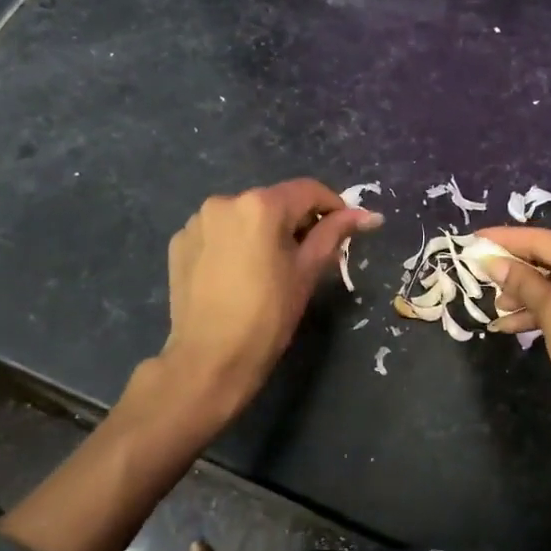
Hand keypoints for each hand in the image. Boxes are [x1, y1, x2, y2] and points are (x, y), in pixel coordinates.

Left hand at [160, 179, 380, 415]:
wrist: (210, 360)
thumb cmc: (268, 315)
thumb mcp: (307, 272)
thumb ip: (334, 234)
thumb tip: (370, 215)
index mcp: (260, 205)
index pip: (308, 191)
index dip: (333, 206)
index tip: (344, 230)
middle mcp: (224, 201)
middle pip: (275, 202)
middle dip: (296, 222)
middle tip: (310, 256)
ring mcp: (197, 222)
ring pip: (244, 216)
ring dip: (263, 231)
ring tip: (270, 267)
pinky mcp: (180, 243)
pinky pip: (218, 232)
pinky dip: (235, 244)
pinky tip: (239, 274)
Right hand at [477, 226, 550, 458]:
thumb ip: (523, 281)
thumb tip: (494, 262)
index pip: (547, 238)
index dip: (508, 239)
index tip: (475, 238)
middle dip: (520, 267)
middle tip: (487, 273)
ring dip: (529, 293)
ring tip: (497, 308)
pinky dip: (546, 310)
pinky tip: (514, 325)